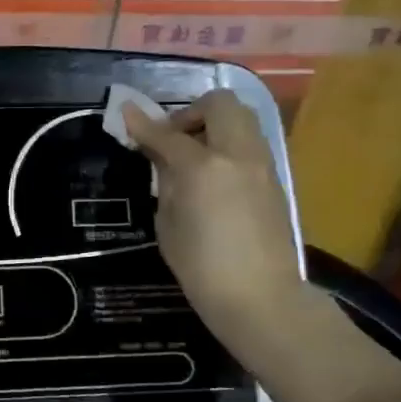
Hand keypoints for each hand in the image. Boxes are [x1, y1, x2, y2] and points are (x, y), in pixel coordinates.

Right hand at [124, 91, 307, 350]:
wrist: (260, 297)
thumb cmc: (201, 266)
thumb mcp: (168, 222)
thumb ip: (166, 180)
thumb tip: (162, 157)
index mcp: (203, 167)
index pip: (167, 134)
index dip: (143, 124)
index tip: (126, 113)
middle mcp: (237, 155)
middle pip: (219, 104)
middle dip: (191, 113)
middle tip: (173, 139)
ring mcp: (262, 164)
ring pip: (242, 118)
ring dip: (214, 125)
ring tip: (194, 156)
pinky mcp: (275, 179)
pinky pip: (250, 144)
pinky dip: (229, 145)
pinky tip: (213, 176)